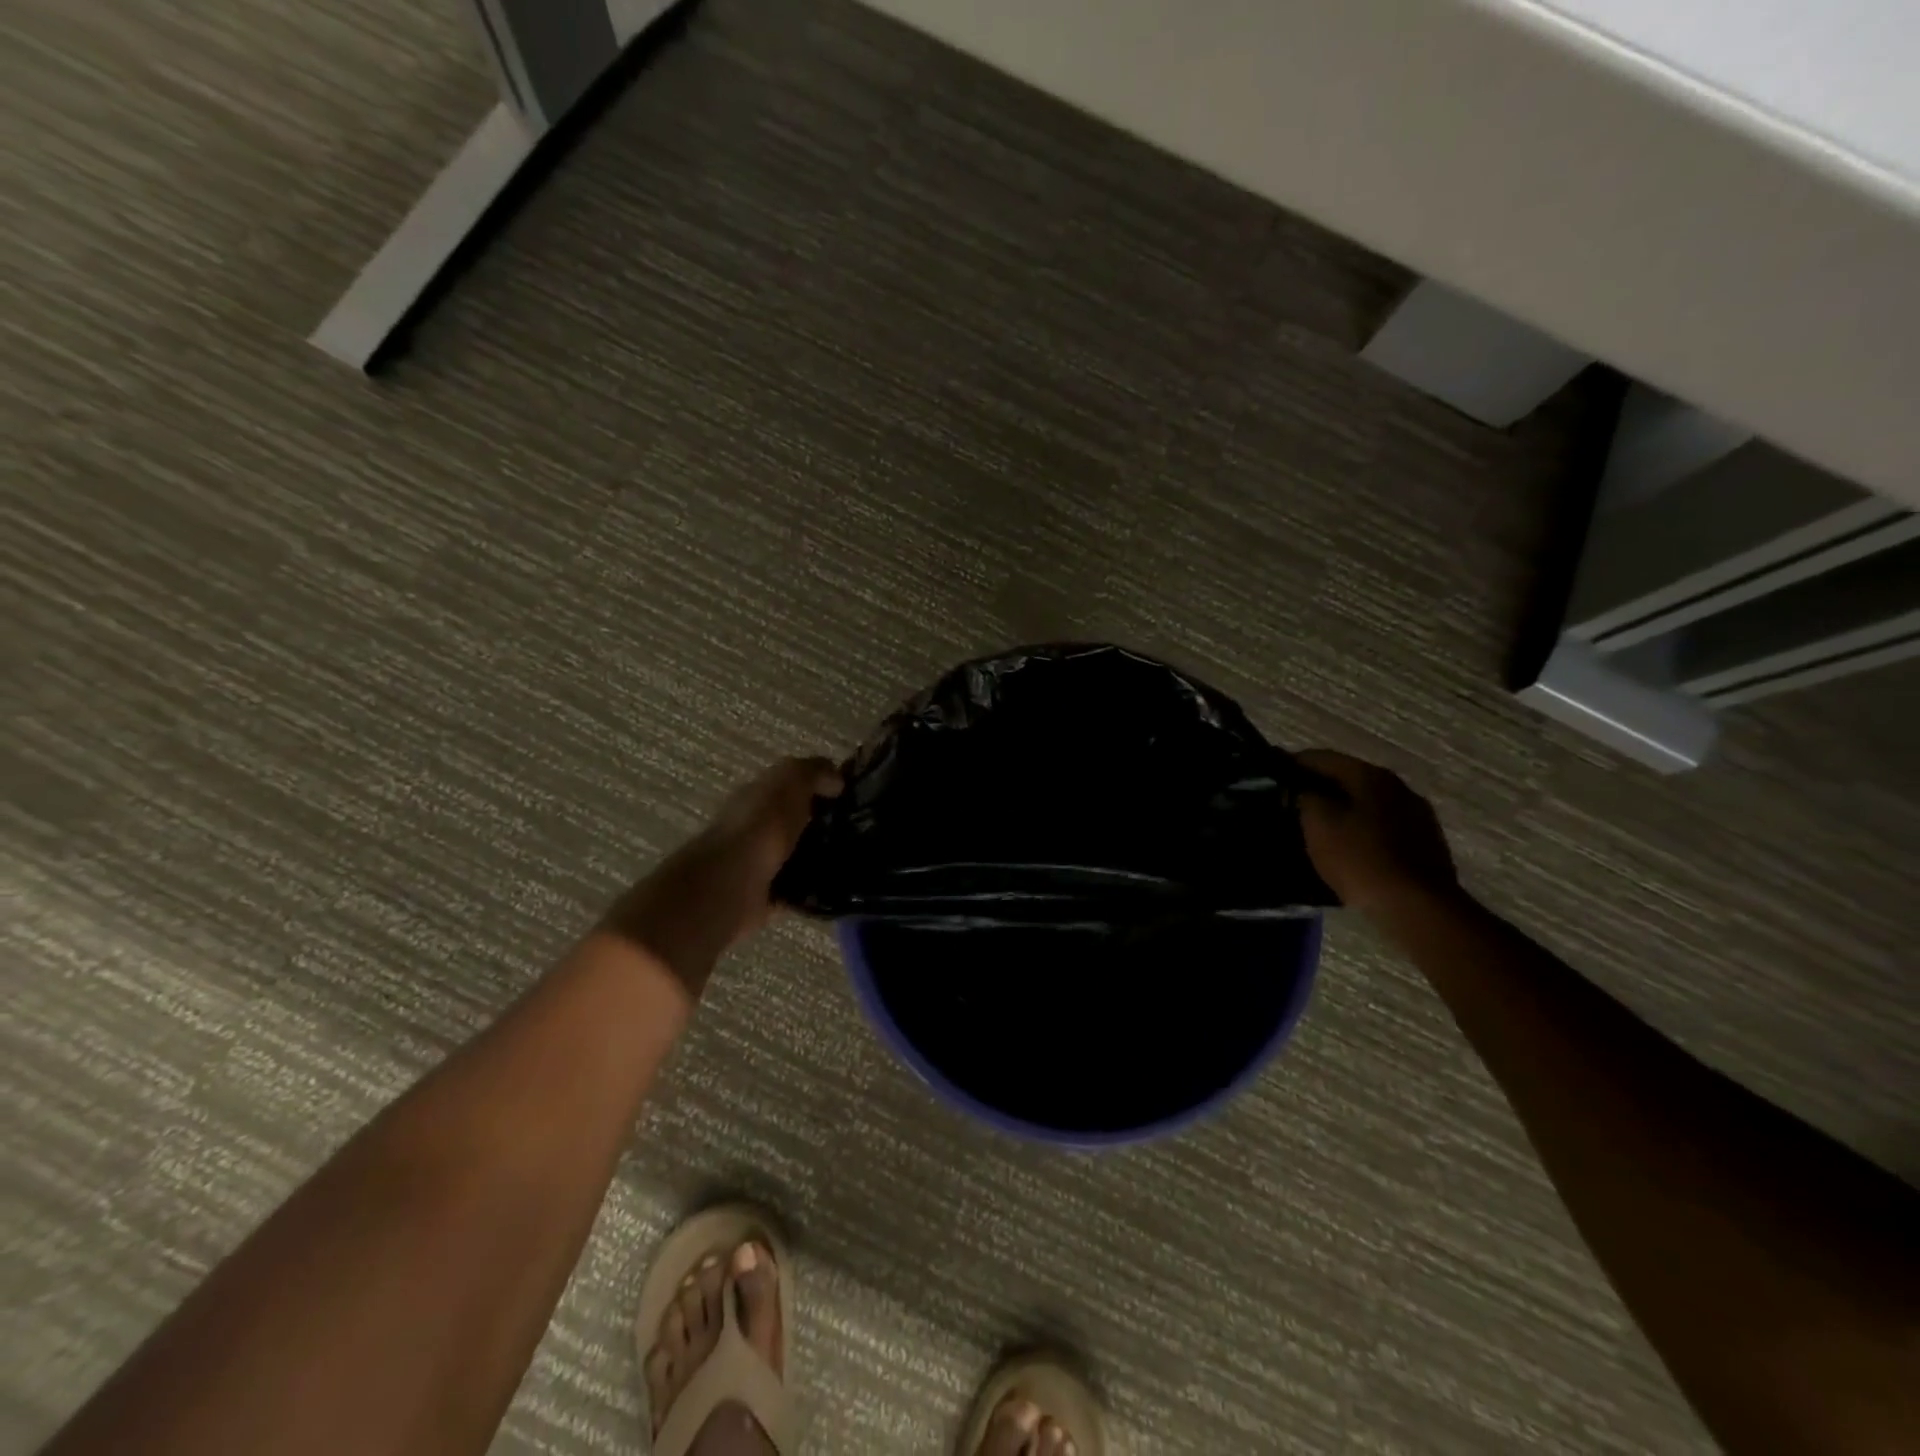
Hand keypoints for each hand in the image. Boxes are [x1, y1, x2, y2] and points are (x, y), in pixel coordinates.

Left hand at [600, 758, 841, 993]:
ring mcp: (758, 863)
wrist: (730, 885)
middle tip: (862, 828)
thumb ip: (813, 772)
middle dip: (824, 822)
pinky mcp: (765, 896)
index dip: (820, 785)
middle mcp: (755, 827)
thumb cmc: (760, 827)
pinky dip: (813, 890)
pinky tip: (838, 887)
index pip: (791, 784)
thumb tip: (836, 778)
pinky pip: (796, 890)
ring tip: (856, 859)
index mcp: (757, 795)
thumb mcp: (790, 782)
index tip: (853, 794)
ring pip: (797, 854)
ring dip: (820, 856)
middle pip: (794, 820)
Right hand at [1295, 750, 1456, 914]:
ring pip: (1367, 803)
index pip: (1321, 757)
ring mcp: (1417, 815)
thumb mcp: (1318, 825)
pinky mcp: (1426, 843)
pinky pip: (1382, 826)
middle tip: (1291, 802)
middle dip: (1318, 787)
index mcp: (1370, 776)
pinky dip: (1361, 829)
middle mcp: (1398, 787)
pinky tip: (1348, 847)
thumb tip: (1302, 789)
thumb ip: (1305, 798)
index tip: (1272, 773)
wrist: (1418, 908)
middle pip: (1348, 778)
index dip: (1292, 763)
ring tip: (1317, 826)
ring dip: (1342, 809)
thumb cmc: (1361, 860)